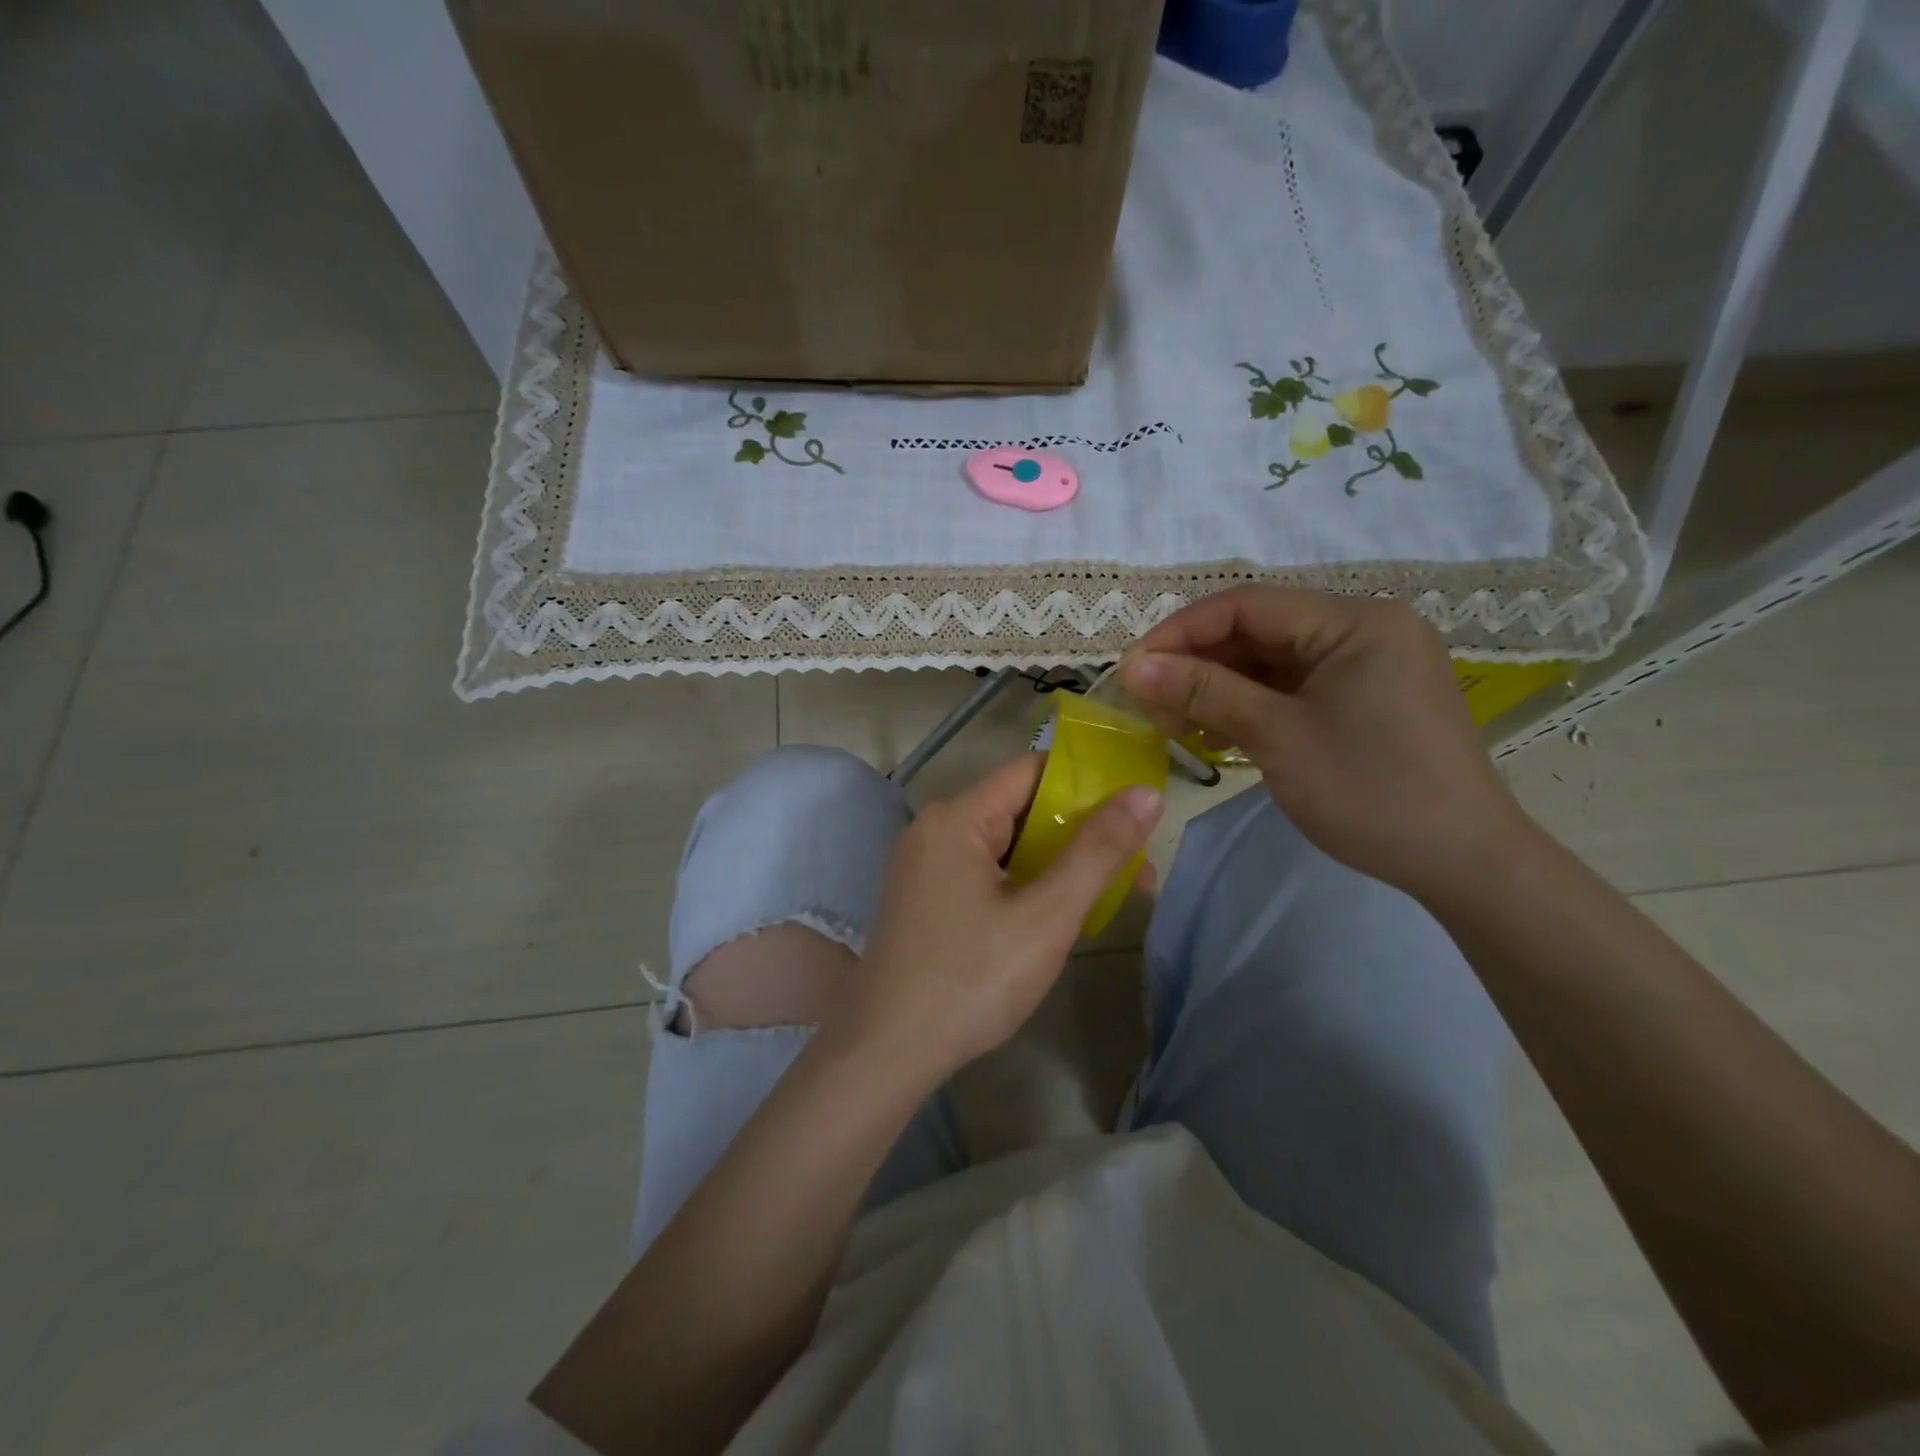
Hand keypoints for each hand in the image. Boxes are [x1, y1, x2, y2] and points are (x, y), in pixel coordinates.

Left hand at [844, 756, 1162, 1074]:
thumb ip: (1099, 851)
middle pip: (1018, 808)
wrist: (888, 1052)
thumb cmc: (973, 979)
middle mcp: (933, 829)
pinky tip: (1056, 912)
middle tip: (1134, 861)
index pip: (1031, 771)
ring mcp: (923, 865)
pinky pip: (982, 872)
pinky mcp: (923, 897)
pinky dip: (1023, 882)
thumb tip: (1146, 794)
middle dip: (1077, 832)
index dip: (1085, 784)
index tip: (1132, 808)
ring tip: (1109, 890)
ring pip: (1003, 845)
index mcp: (957, 817)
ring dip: (1054, 862)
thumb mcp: (1048, 915)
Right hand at [1120, 585, 1528, 898]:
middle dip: (1198, 663)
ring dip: (1219, 687)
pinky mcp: (1365, 697)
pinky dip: (1251, 705)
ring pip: (1273, 661)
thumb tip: (1133, 667)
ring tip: (1173, 723)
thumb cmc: (1371, 792)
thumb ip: (1204, 692)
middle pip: (1259, 630)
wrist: (1464, 863)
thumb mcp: (1278, 737)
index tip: (1131, 668)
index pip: (1248, 605)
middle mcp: (1365, 628)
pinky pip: (1294, 687)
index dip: (1181, 631)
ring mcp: (1368, 664)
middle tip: (1147, 701)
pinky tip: (1216, 733)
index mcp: (1356, 621)